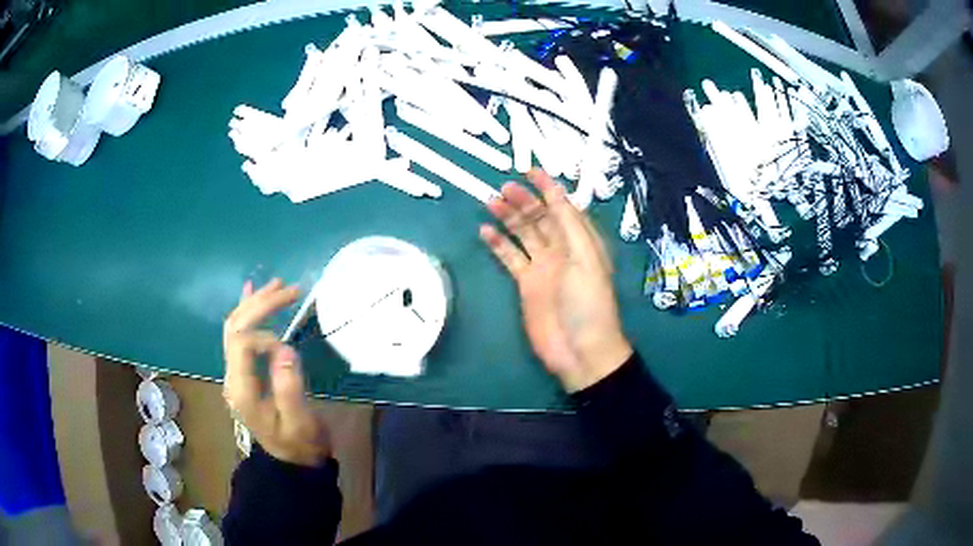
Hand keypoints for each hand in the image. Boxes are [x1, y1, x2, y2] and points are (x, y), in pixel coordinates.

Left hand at [223, 279, 330, 466]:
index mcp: (241, 390)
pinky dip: (246, 311)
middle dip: (260, 304)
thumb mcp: (299, 422)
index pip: (241, 343)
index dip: (265, 336)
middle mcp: (231, 377)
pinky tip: (251, 290)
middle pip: (235, 327)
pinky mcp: (243, 371)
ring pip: (235, 326)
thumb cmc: (299, 443)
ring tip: (278, 285)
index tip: (291, 349)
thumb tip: (285, 349)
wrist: (293, 461)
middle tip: (290, 289)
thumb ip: (289, 388)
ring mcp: (235, 373)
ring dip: (254, 303)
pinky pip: (238, 334)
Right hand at [480, 169, 632, 392]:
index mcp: (581, 241)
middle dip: (524, 200)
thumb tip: (556, 192)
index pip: (563, 206)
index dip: (548, 187)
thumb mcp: (585, 259)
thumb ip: (569, 225)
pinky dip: (498, 243)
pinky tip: (484, 231)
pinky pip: (510, 257)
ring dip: (508, 217)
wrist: (580, 349)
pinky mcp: (526, 284)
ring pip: (523, 234)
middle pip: (540, 217)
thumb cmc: (588, 302)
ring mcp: (542, 267)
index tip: (529, 170)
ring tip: (490, 201)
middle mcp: (562, 249)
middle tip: (503, 188)